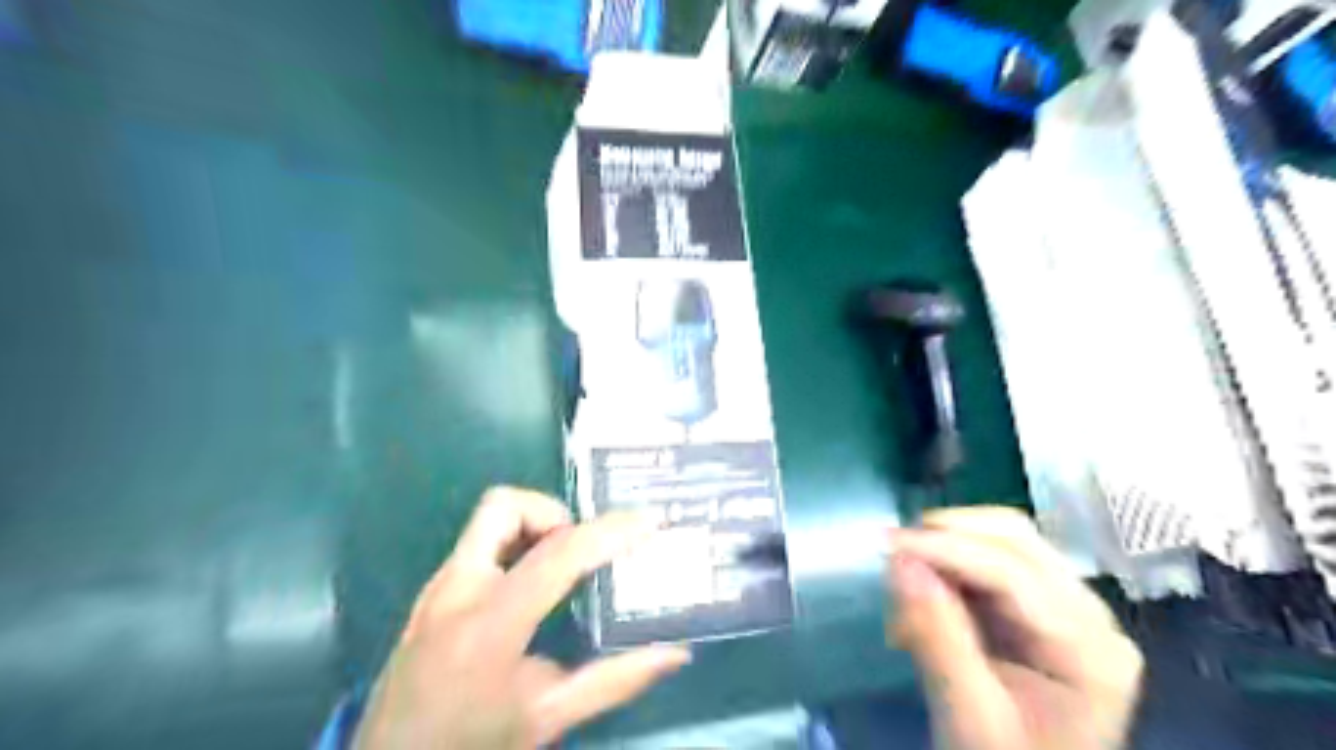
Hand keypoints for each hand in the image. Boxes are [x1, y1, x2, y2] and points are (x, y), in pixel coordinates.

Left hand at [355, 489, 689, 745]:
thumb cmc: (470, 745)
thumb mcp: (548, 718)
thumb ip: (615, 680)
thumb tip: (676, 653)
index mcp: (489, 626)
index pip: (556, 555)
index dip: (608, 532)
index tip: (647, 522)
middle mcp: (457, 590)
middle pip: (504, 506)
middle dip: (554, 511)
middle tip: (585, 546)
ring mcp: (438, 586)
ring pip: (489, 518)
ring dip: (535, 526)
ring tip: (566, 564)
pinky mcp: (433, 591)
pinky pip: (481, 543)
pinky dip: (517, 545)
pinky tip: (536, 584)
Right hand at [891, 503, 1142, 749]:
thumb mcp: (969, 714)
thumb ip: (938, 636)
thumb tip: (900, 562)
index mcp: (1090, 650)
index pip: (1013, 572)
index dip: (946, 548)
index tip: (886, 543)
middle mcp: (1093, 616)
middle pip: (1017, 540)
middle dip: (949, 536)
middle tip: (894, 551)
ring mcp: (1073, 608)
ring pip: (1006, 542)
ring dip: (949, 547)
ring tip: (907, 576)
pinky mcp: (1047, 609)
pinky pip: (996, 561)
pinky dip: (954, 565)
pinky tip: (928, 589)